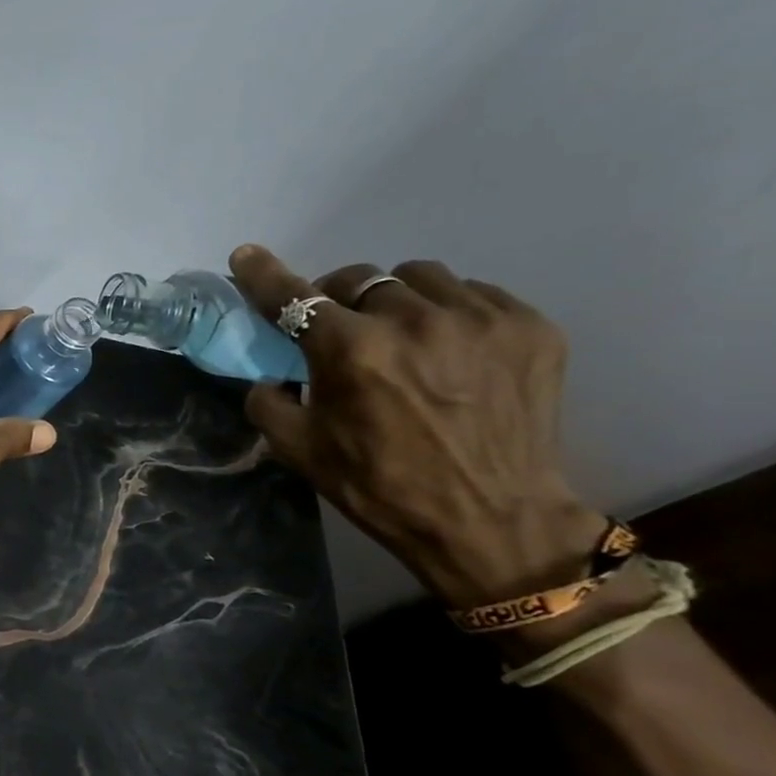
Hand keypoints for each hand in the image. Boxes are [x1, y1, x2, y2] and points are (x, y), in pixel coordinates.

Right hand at [228, 245, 607, 607]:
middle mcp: (414, 321)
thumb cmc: (380, 487)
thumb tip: (272, 375)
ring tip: (400, 335)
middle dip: (337, 299)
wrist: (491, 521)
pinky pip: (473, 294)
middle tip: (338, 330)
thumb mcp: (300, 451)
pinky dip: (448, 312)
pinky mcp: (529, 327)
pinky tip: (449, 350)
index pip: (295, 298)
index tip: (246, 255)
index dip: (264, 275)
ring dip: (394, 299)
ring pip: (418, 278)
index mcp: (352, 352)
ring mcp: (480, 319)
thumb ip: (269, 402)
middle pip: (358, 279)